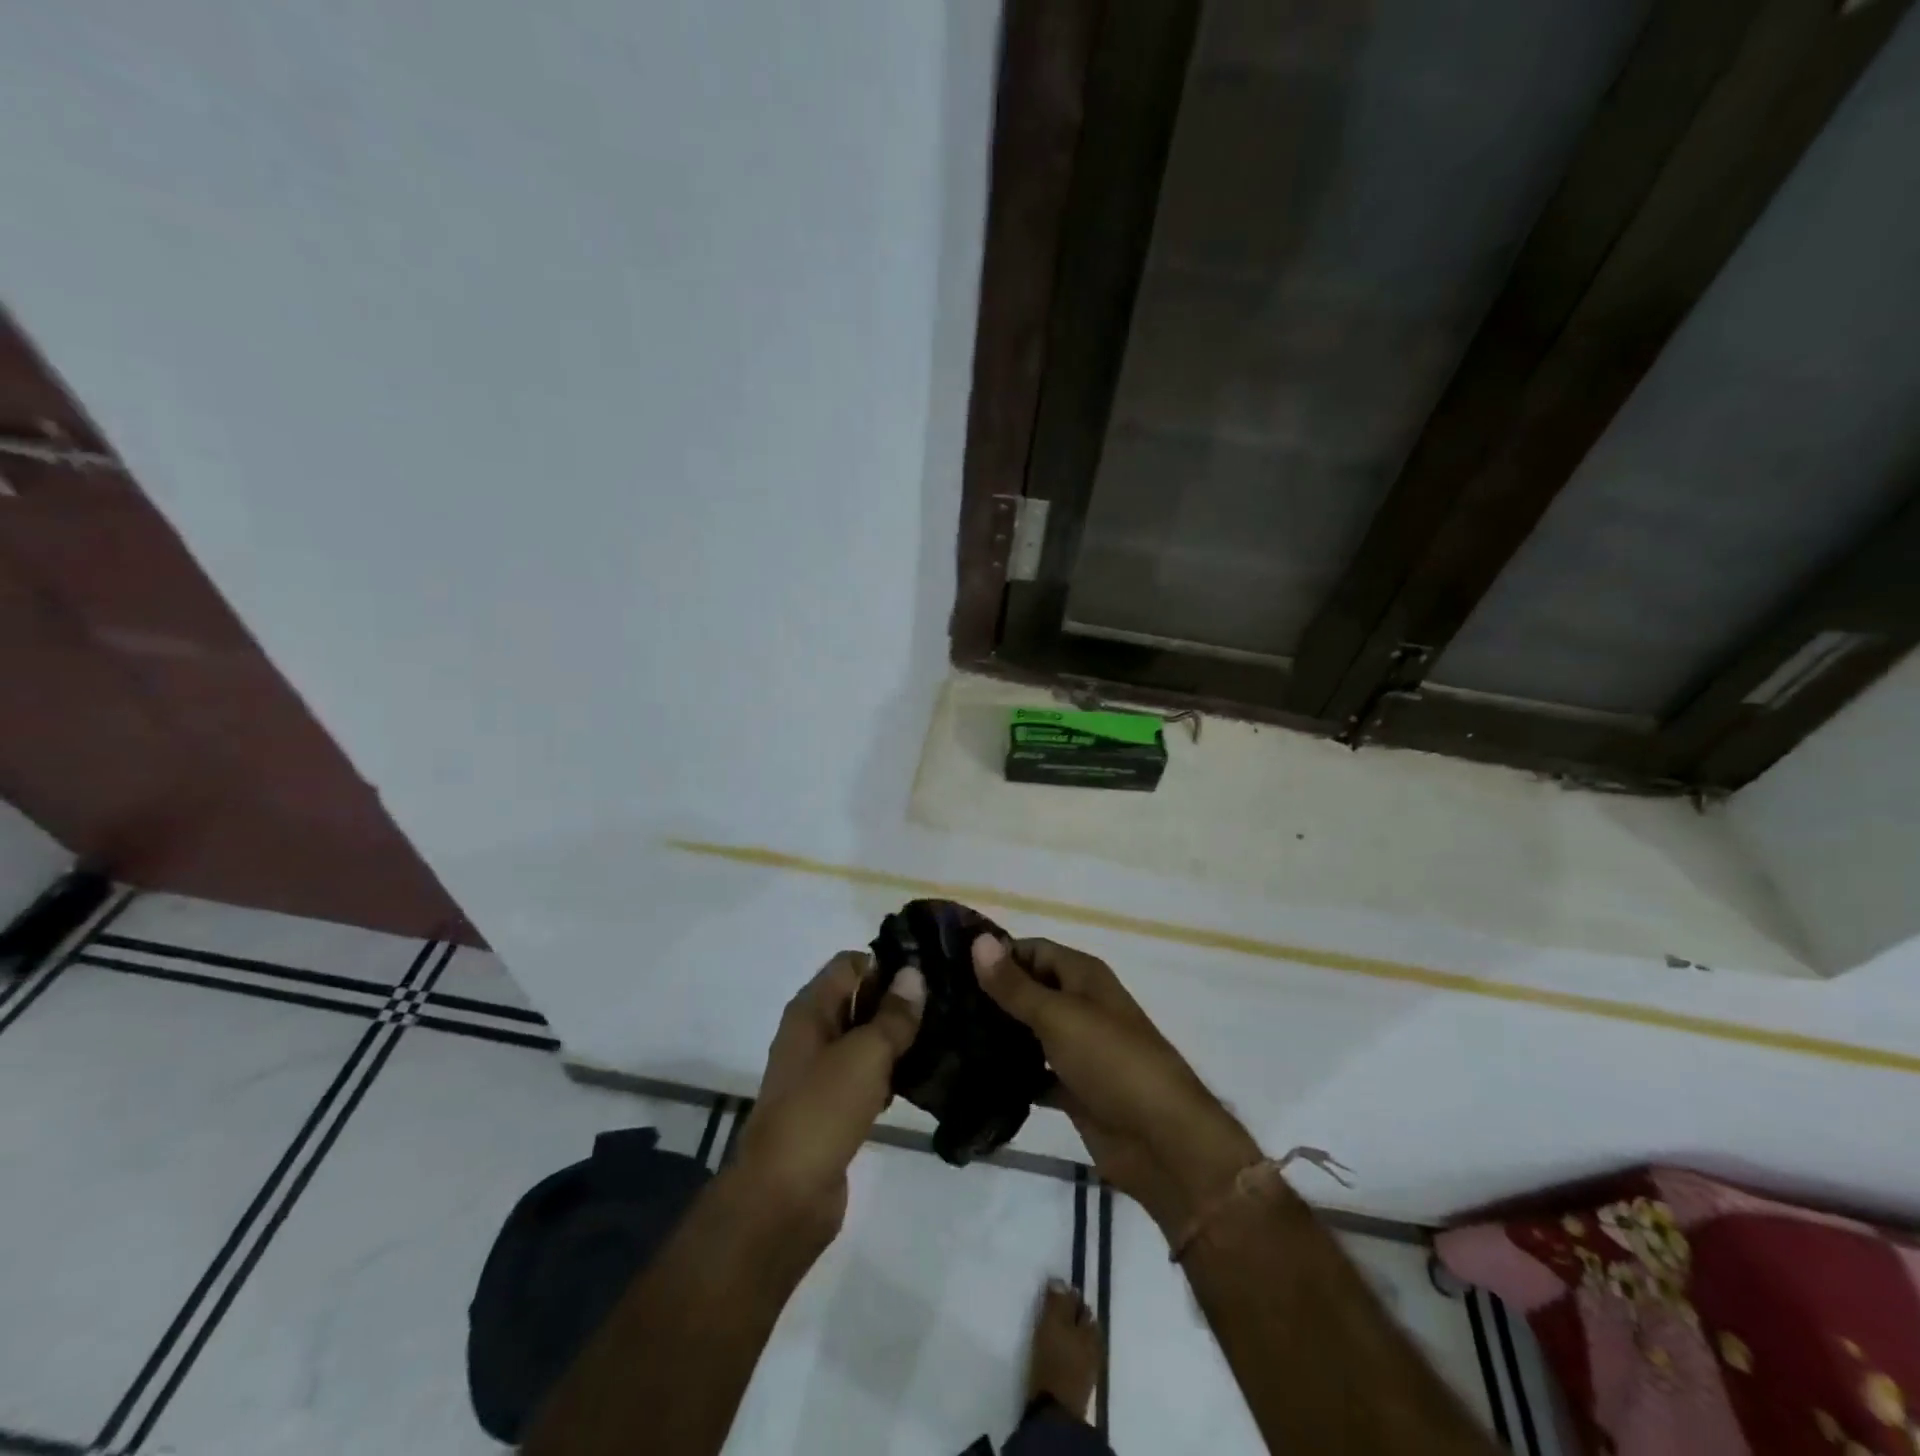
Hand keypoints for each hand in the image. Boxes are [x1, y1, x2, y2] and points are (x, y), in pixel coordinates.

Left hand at [733, 951, 924, 1239]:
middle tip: (948, 1003)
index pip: (850, 964)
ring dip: (898, 1038)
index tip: (930, 972)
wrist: (784, 1198)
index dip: (887, 963)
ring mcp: (820, 1072)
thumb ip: (893, 1014)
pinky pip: (866, 1076)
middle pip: (859, 999)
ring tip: (946, 1035)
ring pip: (865, 1040)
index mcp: (811, 1010)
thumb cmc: (821, 1111)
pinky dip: (890, 1073)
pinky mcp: (832, 1107)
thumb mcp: (864, 1054)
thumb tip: (914, 974)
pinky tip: (923, 1078)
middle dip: (898, 1000)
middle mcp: (812, 1033)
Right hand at [972, 936, 1257, 1234]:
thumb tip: (978, 941)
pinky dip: (1012, 1075)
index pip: (1033, 950)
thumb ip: (1015, 985)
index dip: (997, 954)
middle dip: (992, 996)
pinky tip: (974, 1078)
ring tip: (947, 1037)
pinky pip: (1035, 1074)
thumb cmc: (1111, 1060)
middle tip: (940, 1003)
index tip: (950, 965)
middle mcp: (1081, 1006)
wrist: (1162, 1140)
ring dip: (999, 1035)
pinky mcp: (1074, 1089)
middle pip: (1030, 990)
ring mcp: (1078, 1049)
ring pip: (1031, 1033)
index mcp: (1084, 977)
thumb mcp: (1059, 1015)